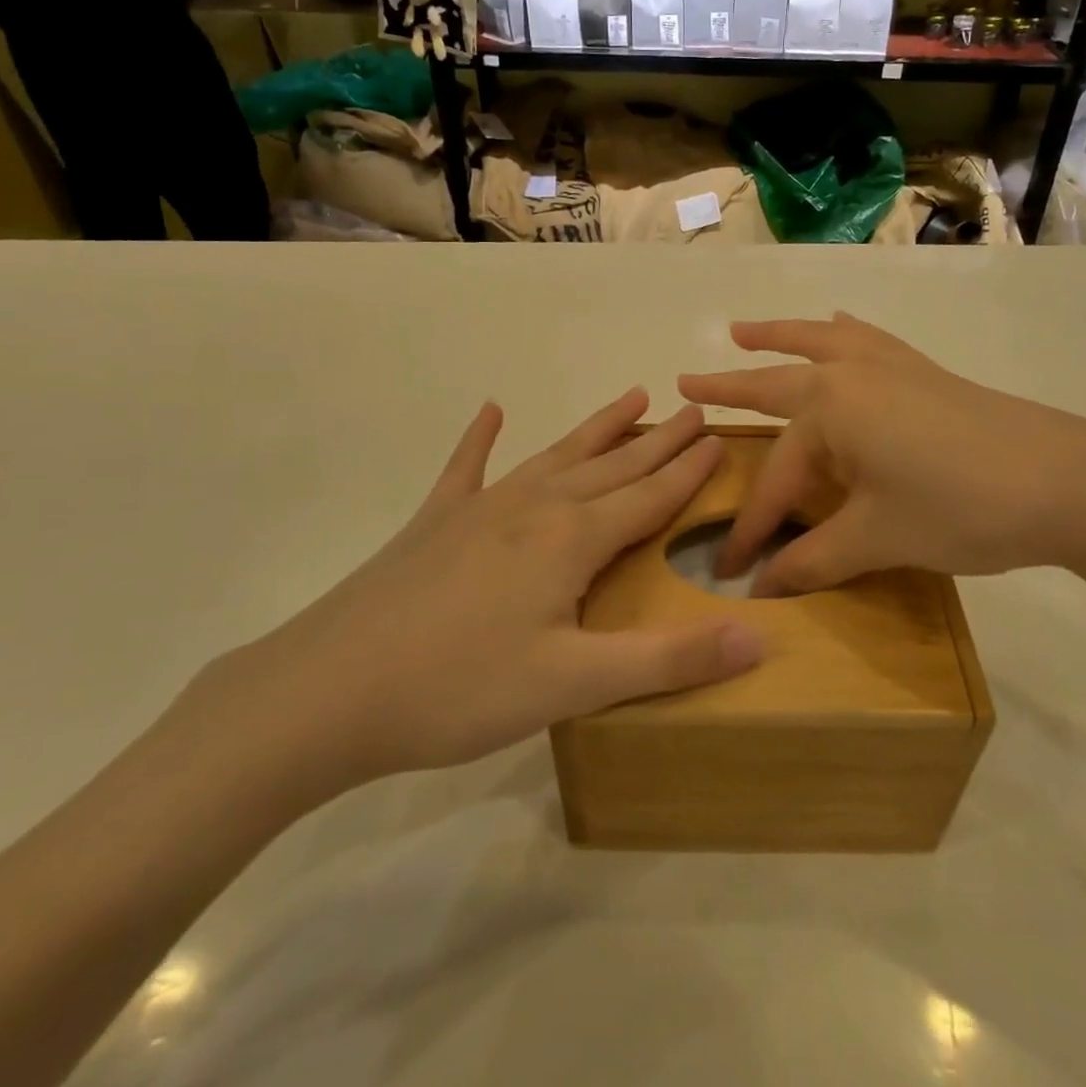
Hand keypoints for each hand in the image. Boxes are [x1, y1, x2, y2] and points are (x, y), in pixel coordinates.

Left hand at [189, 391, 762, 817]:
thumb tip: (758, 640)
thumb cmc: (460, 689)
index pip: (648, 497)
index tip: (718, 438)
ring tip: (632, 396)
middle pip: (611, 466)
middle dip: (657, 439)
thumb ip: (669, 660)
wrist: (328, 690)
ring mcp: (479, 508)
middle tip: (692, 408)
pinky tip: (489, 411)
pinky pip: (465, 468)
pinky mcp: (434, 522)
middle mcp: (533, 507)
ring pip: (556, 456)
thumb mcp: (575, 685)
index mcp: (570, 540)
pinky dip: (479, 438)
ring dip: (597, 428)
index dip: (687, 470)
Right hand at [679, 314, 1085, 594]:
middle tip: (687, 382)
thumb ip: (813, 560)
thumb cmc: (961, 506)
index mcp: (829, 409)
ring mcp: (890, 367)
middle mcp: (850, 375)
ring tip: (743, 331)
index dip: (752, 529)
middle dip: (730, 389)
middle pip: (776, 384)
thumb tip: (762, 589)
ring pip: (819, 344)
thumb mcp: (878, 538)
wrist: (1068, 481)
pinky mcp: (924, 372)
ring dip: (778, 338)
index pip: (776, 478)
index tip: (733, 569)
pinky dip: (842, 333)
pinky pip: (867, 341)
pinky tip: (840, 326)